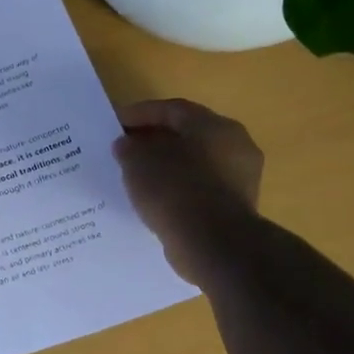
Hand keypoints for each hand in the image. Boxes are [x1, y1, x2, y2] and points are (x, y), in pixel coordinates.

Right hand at [113, 99, 263, 287]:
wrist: (213, 244)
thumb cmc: (175, 191)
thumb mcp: (138, 162)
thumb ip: (129, 148)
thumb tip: (126, 145)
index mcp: (215, 126)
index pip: (173, 109)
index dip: (140, 113)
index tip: (114, 123)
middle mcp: (235, 146)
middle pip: (187, 135)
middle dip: (154, 140)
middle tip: (125, 149)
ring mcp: (239, 179)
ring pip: (194, 163)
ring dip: (166, 166)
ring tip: (136, 177)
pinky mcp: (235, 207)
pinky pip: (199, 189)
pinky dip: (177, 189)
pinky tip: (155, 200)